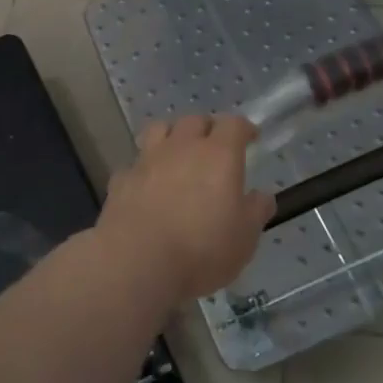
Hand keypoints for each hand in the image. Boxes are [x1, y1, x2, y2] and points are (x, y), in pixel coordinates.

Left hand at [95, 116, 274, 304]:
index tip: (250, 138)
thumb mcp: (245, 237)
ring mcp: (147, 160)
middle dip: (207, 128)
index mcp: (219, 155)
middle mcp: (182, 148)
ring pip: (159, 129)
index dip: (243, 128)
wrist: (137, 262)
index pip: (233, 124)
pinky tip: (147, 186)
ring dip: (172, 135)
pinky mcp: (121, 180)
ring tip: (177, 153)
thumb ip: (256, 211)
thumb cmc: (202, 249)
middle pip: (195, 120)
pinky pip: (135, 164)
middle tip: (214, 146)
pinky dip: (144, 169)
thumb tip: (261, 196)